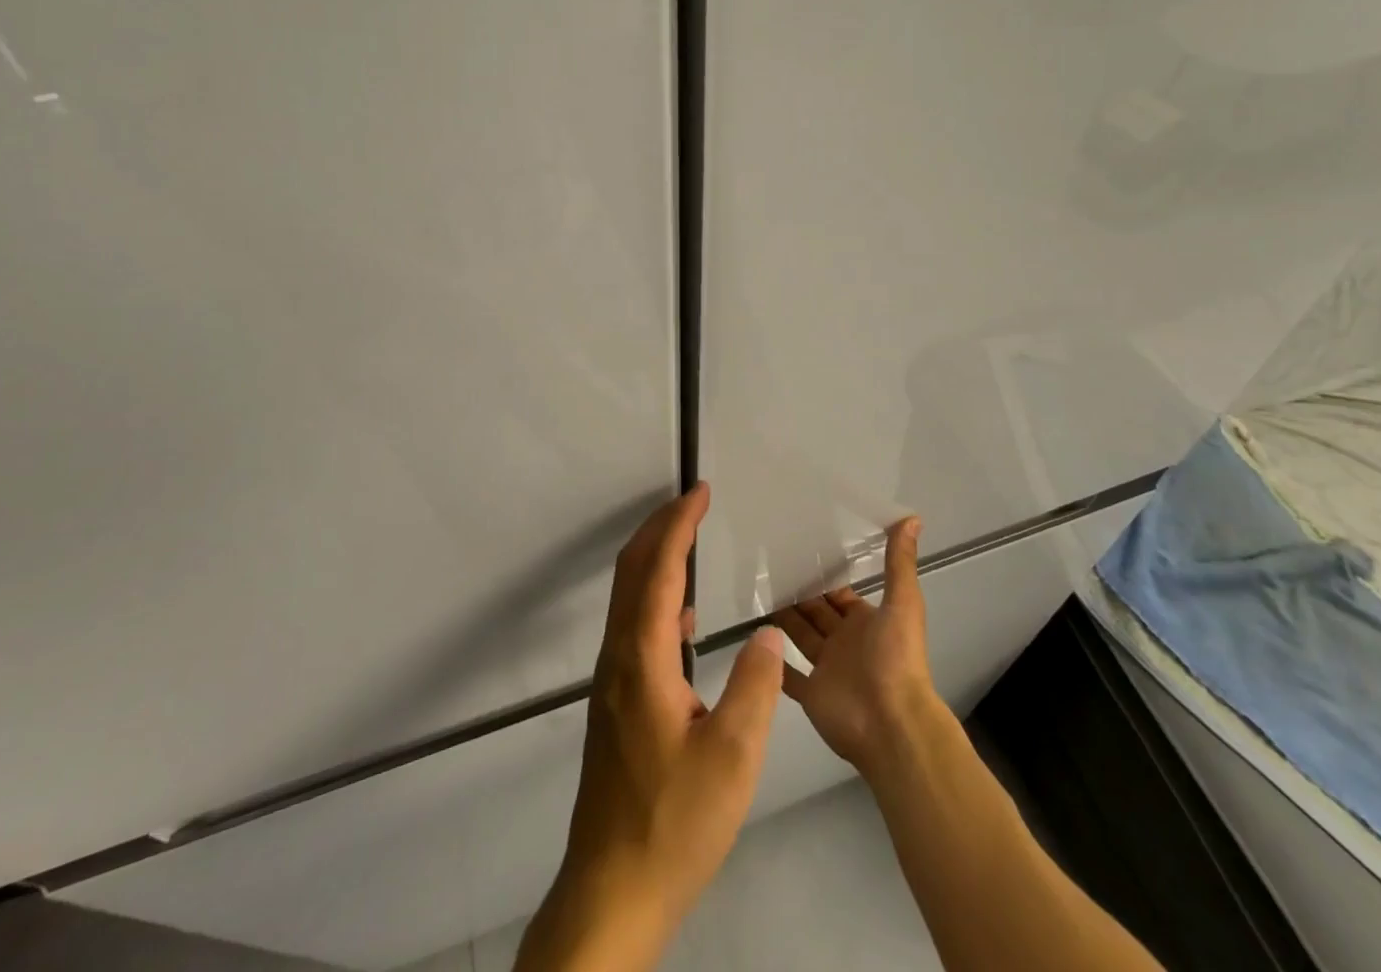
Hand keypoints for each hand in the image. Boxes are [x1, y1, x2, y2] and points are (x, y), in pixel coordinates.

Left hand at [520, 482, 785, 969]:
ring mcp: (611, 679)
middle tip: (693, 502)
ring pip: (628, 596)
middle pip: (632, 571)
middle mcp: (618, 657)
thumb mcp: (732, 758)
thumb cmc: (675, 823)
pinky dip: (655, 597)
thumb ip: (755, 688)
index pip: (660, 570)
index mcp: (643, 659)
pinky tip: (685, 618)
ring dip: (655, 558)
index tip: (700, 493)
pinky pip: (632, 625)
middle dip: (660, 527)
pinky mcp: (614, 700)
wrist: (612, 887)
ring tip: (690, 542)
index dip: (680, 525)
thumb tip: (769, 635)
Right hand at [776, 517, 937, 776]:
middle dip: (798, 593)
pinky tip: (753, 643)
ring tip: (755, 593)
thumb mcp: (902, 603)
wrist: (892, 724)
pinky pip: (788, 676)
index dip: (823, 576)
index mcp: (866, 622)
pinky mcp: (811, 695)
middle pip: (817, 613)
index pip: (840, 594)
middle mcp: (846, 643)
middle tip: (766, 567)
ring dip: (783, 620)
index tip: (797, 552)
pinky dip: (773, 662)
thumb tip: (912, 517)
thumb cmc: (896, 659)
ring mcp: (827, 670)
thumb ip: (899, 563)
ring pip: (800, 637)